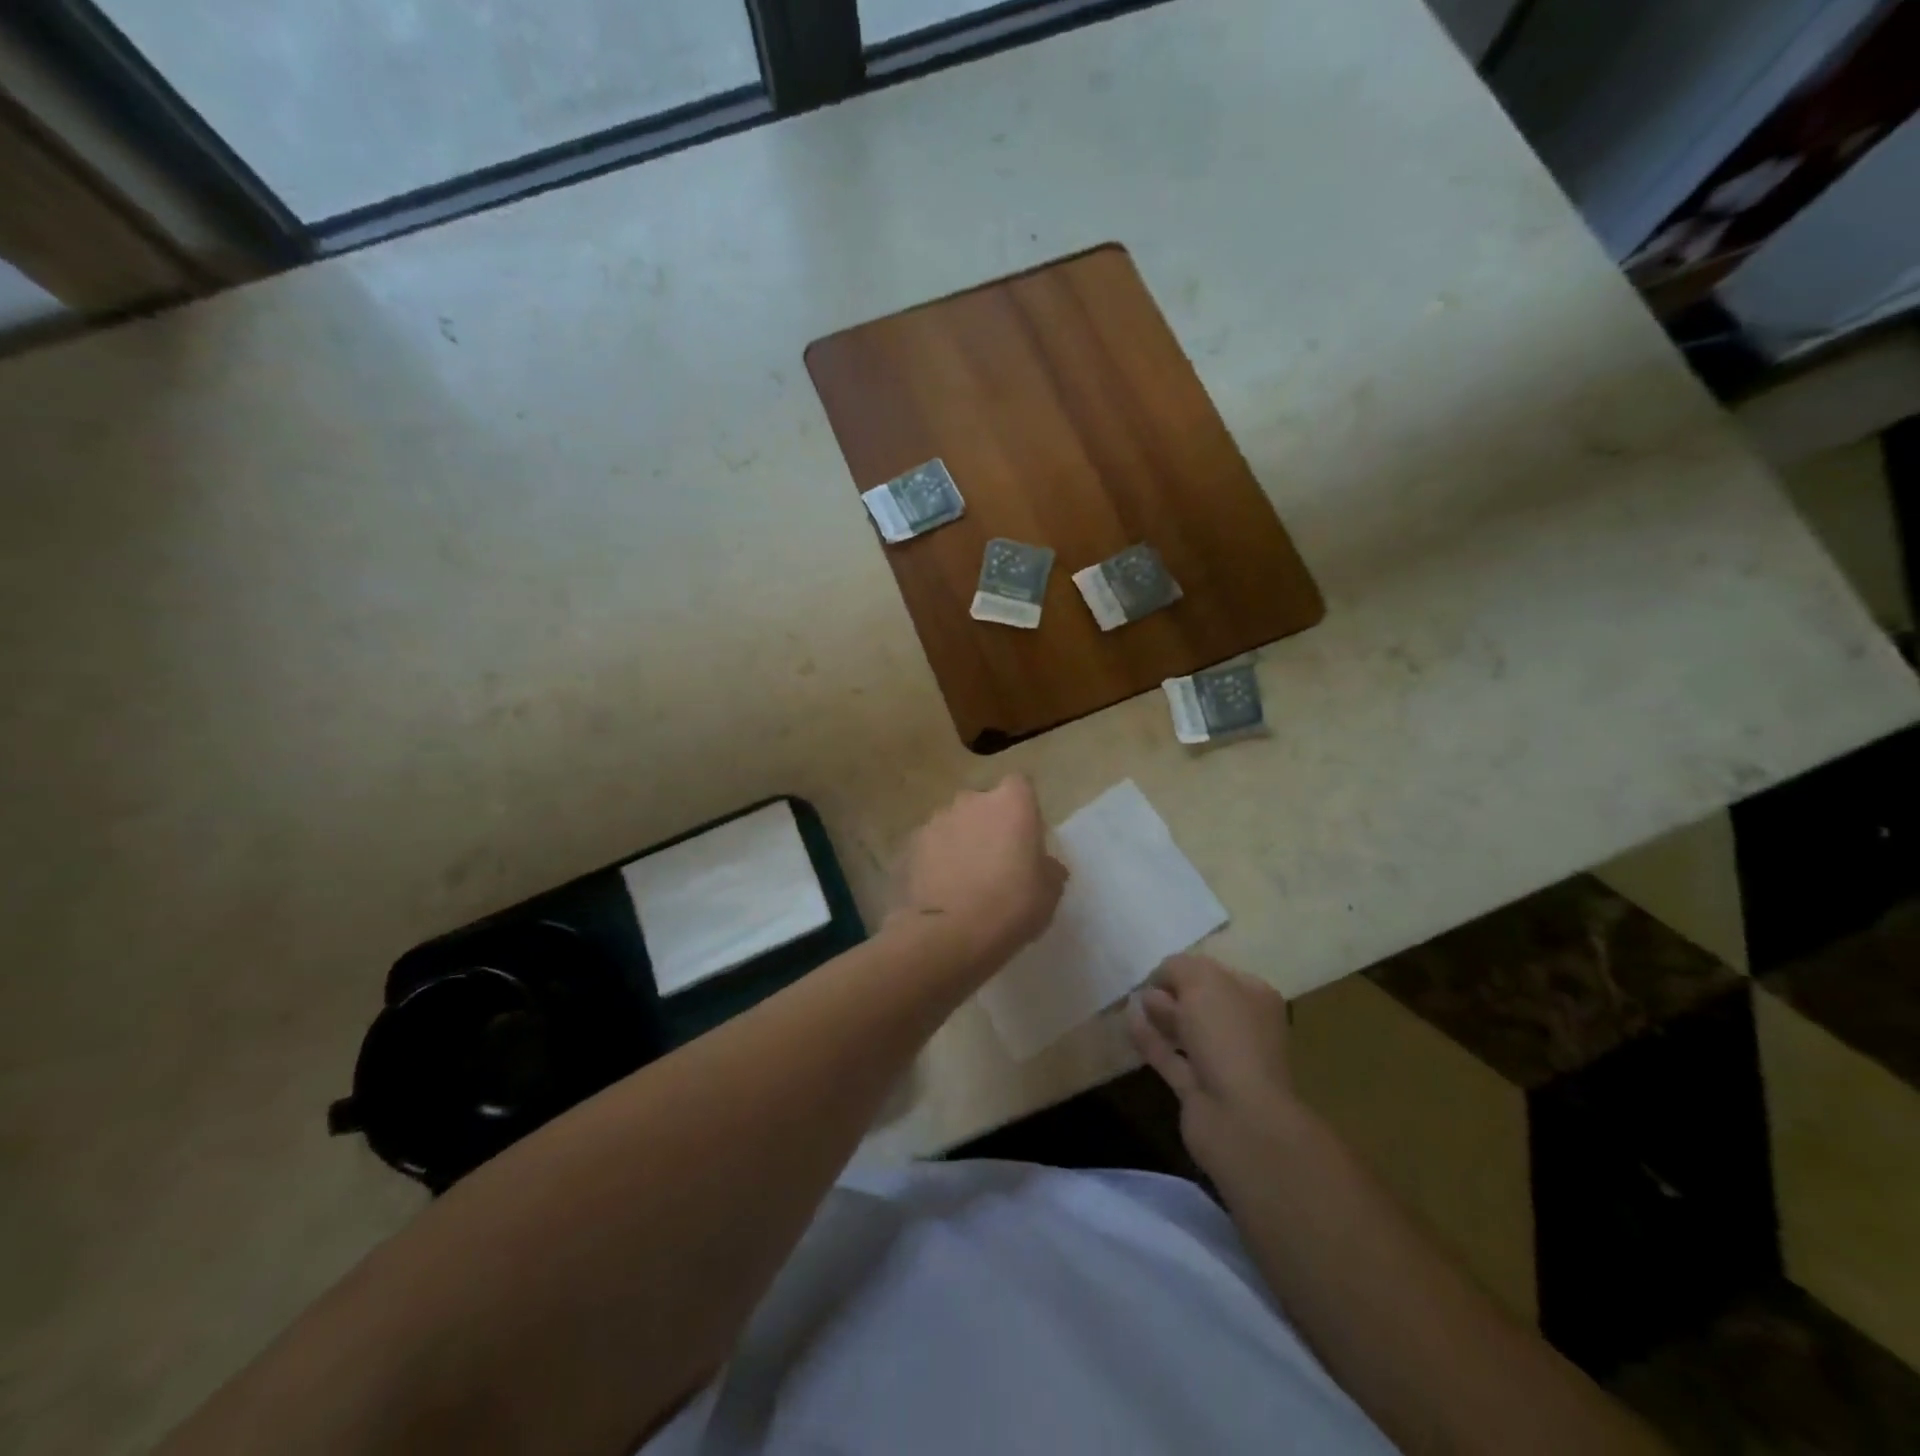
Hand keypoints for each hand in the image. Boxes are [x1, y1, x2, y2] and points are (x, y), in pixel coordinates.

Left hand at [892, 775, 1067, 973]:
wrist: (950, 933)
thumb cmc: (1012, 905)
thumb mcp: (1050, 892)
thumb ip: (1048, 868)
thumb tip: (1044, 865)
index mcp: (1011, 803)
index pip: (1019, 786)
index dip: (1021, 808)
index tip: (1024, 835)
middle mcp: (972, 800)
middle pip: (983, 803)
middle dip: (988, 824)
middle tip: (995, 860)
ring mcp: (937, 819)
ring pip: (954, 822)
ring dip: (960, 840)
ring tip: (963, 877)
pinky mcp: (911, 843)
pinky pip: (931, 845)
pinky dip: (936, 859)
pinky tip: (941, 888)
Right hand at [1129, 954, 1301, 1175]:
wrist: (1241, 1118)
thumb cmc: (1228, 1036)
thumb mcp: (1202, 982)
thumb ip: (1178, 967)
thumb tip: (1162, 975)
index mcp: (1255, 999)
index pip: (1218, 973)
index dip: (1188, 968)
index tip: (1158, 968)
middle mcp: (1243, 1029)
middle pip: (1202, 1003)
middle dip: (1173, 992)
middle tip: (1144, 985)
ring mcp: (1222, 1063)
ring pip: (1186, 1031)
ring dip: (1161, 1015)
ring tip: (1134, 1000)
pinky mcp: (1198, 1090)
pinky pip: (1171, 1058)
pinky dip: (1151, 1041)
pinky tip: (1129, 1024)